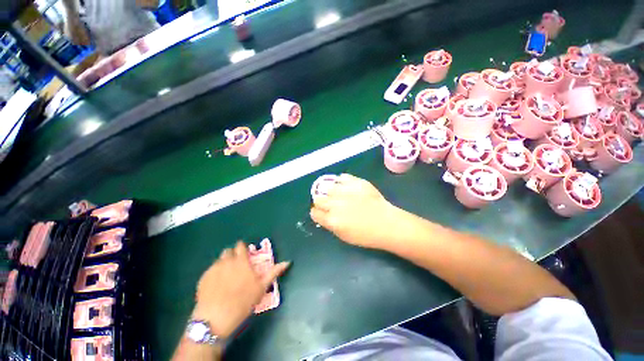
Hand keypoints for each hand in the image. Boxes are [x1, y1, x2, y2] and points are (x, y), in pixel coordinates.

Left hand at [192, 242, 289, 338]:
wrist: (216, 319)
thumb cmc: (243, 301)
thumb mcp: (262, 287)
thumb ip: (274, 272)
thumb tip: (287, 261)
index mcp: (241, 261)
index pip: (240, 246)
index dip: (242, 248)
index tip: (245, 254)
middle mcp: (226, 261)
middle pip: (228, 251)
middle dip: (233, 255)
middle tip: (237, 266)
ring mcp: (213, 269)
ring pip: (219, 260)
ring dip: (224, 263)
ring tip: (227, 276)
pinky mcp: (203, 278)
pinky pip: (210, 270)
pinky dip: (215, 273)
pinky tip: (216, 285)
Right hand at [310, 174, 411, 248]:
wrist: (387, 223)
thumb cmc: (366, 235)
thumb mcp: (343, 236)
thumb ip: (329, 224)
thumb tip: (322, 214)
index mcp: (332, 219)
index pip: (314, 212)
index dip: (317, 213)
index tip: (321, 213)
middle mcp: (335, 204)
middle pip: (318, 198)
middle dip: (322, 202)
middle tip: (331, 204)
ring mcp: (345, 191)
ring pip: (328, 187)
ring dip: (331, 192)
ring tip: (340, 195)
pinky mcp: (356, 182)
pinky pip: (341, 177)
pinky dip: (341, 182)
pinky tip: (346, 187)